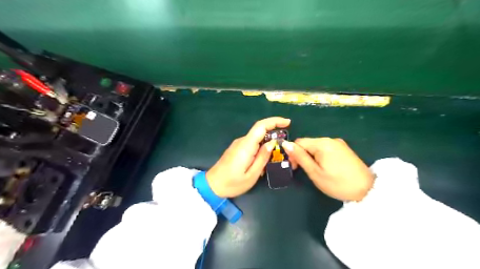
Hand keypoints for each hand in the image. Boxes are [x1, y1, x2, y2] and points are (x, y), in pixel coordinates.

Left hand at [205, 117, 289, 195]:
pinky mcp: (237, 149)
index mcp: (246, 146)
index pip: (261, 126)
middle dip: (274, 135)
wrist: (212, 185)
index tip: (288, 123)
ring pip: (257, 139)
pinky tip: (263, 162)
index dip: (275, 121)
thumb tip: (272, 143)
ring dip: (268, 144)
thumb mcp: (252, 175)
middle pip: (260, 131)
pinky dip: (261, 149)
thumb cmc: (232, 183)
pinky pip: (252, 144)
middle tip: (285, 148)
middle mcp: (242, 141)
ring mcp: (238, 144)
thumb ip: (263, 158)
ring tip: (275, 159)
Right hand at [282, 137, 373, 199]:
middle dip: (302, 155)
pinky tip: (326, 167)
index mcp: (322, 143)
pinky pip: (326, 149)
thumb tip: (286, 144)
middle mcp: (330, 139)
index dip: (293, 153)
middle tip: (305, 171)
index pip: (299, 142)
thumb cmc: (338, 183)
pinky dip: (321, 156)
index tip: (294, 167)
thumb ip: (300, 157)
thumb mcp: (315, 172)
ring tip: (316, 171)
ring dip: (311, 156)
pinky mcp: (344, 149)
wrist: (368, 190)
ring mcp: (338, 143)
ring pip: (316, 147)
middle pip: (308, 143)